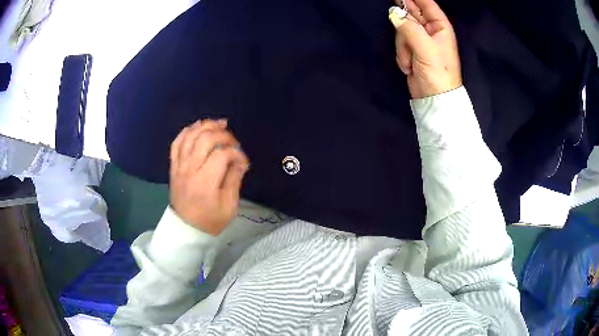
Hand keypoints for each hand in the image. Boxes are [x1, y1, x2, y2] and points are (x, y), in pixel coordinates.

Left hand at [169, 119, 249, 235]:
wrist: (186, 229)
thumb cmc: (210, 220)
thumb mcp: (229, 206)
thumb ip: (234, 179)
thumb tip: (241, 160)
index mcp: (205, 182)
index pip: (222, 154)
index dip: (237, 153)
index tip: (243, 162)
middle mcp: (190, 169)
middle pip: (205, 139)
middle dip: (223, 135)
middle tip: (233, 141)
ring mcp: (179, 166)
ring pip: (190, 136)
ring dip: (205, 126)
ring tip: (219, 125)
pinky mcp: (173, 166)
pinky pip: (176, 143)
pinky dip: (186, 131)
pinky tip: (197, 128)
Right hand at [389, 0, 461, 98]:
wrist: (434, 100)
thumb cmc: (437, 73)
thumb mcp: (425, 48)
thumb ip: (408, 28)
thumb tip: (394, 14)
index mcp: (441, 27)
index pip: (427, 4)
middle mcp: (431, 31)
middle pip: (412, 13)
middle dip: (404, 17)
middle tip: (396, 12)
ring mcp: (420, 40)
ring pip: (402, 29)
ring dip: (403, 45)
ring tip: (411, 60)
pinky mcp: (412, 51)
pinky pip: (400, 43)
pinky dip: (402, 54)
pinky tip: (409, 66)